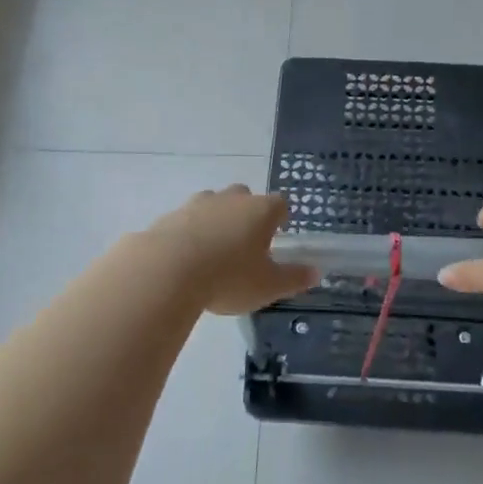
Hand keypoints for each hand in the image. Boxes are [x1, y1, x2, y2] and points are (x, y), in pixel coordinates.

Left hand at [143, 186, 319, 314]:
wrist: (166, 271)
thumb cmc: (228, 277)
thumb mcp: (268, 286)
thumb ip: (294, 278)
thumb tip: (316, 272)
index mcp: (261, 210)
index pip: (281, 204)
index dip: (281, 219)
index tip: (278, 237)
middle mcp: (231, 199)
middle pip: (245, 197)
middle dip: (247, 215)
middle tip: (245, 245)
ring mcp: (197, 204)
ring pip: (213, 204)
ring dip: (216, 221)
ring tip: (213, 252)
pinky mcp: (169, 216)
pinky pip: (186, 220)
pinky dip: (189, 233)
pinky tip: (186, 259)